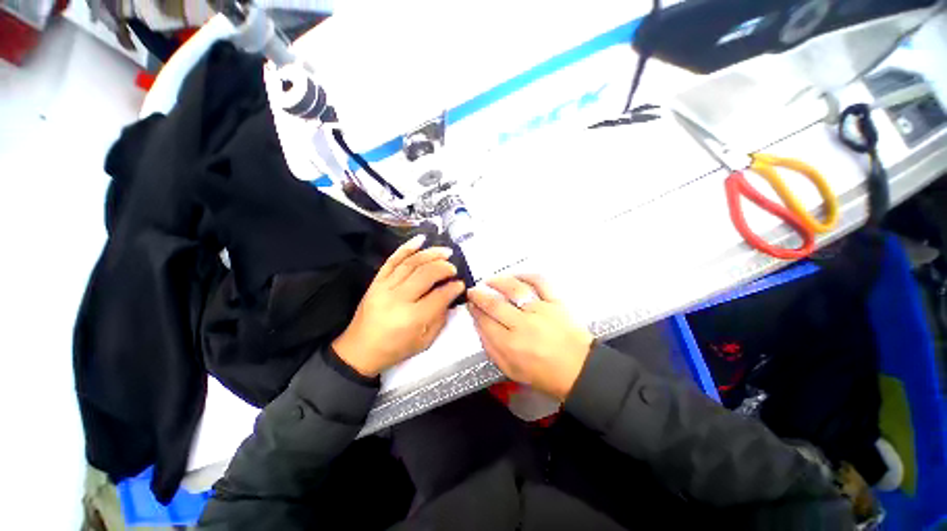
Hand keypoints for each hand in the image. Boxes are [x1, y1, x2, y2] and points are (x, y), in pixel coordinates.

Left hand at [332, 234, 465, 376]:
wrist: (360, 349)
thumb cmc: (395, 349)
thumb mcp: (424, 341)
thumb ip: (441, 318)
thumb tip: (451, 296)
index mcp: (412, 318)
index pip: (439, 296)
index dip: (453, 288)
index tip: (461, 284)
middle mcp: (398, 299)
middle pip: (425, 275)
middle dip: (443, 268)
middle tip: (454, 267)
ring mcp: (384, 287)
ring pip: (411, 264)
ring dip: (430, 254)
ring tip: (445, 251)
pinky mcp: (376, 281)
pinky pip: (392, 260)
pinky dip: (407, 247)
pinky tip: (420, 239)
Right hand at [467, 275, 593, 399]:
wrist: (579, 370)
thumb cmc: (544, 374)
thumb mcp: (511, 370)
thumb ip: (492, 349)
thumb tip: (480, 326)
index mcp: (511, 346)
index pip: (485, 322)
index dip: (475, 311)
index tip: (471, 304)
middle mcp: (523, 325)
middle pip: (495, 304)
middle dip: (480, 296)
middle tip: (473, 291)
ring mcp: (541, 311)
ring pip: (515, 289)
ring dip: (498, 282)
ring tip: (489, 281)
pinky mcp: (556, 302)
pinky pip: (540, 282)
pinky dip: (527, 275)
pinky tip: (517, 276)